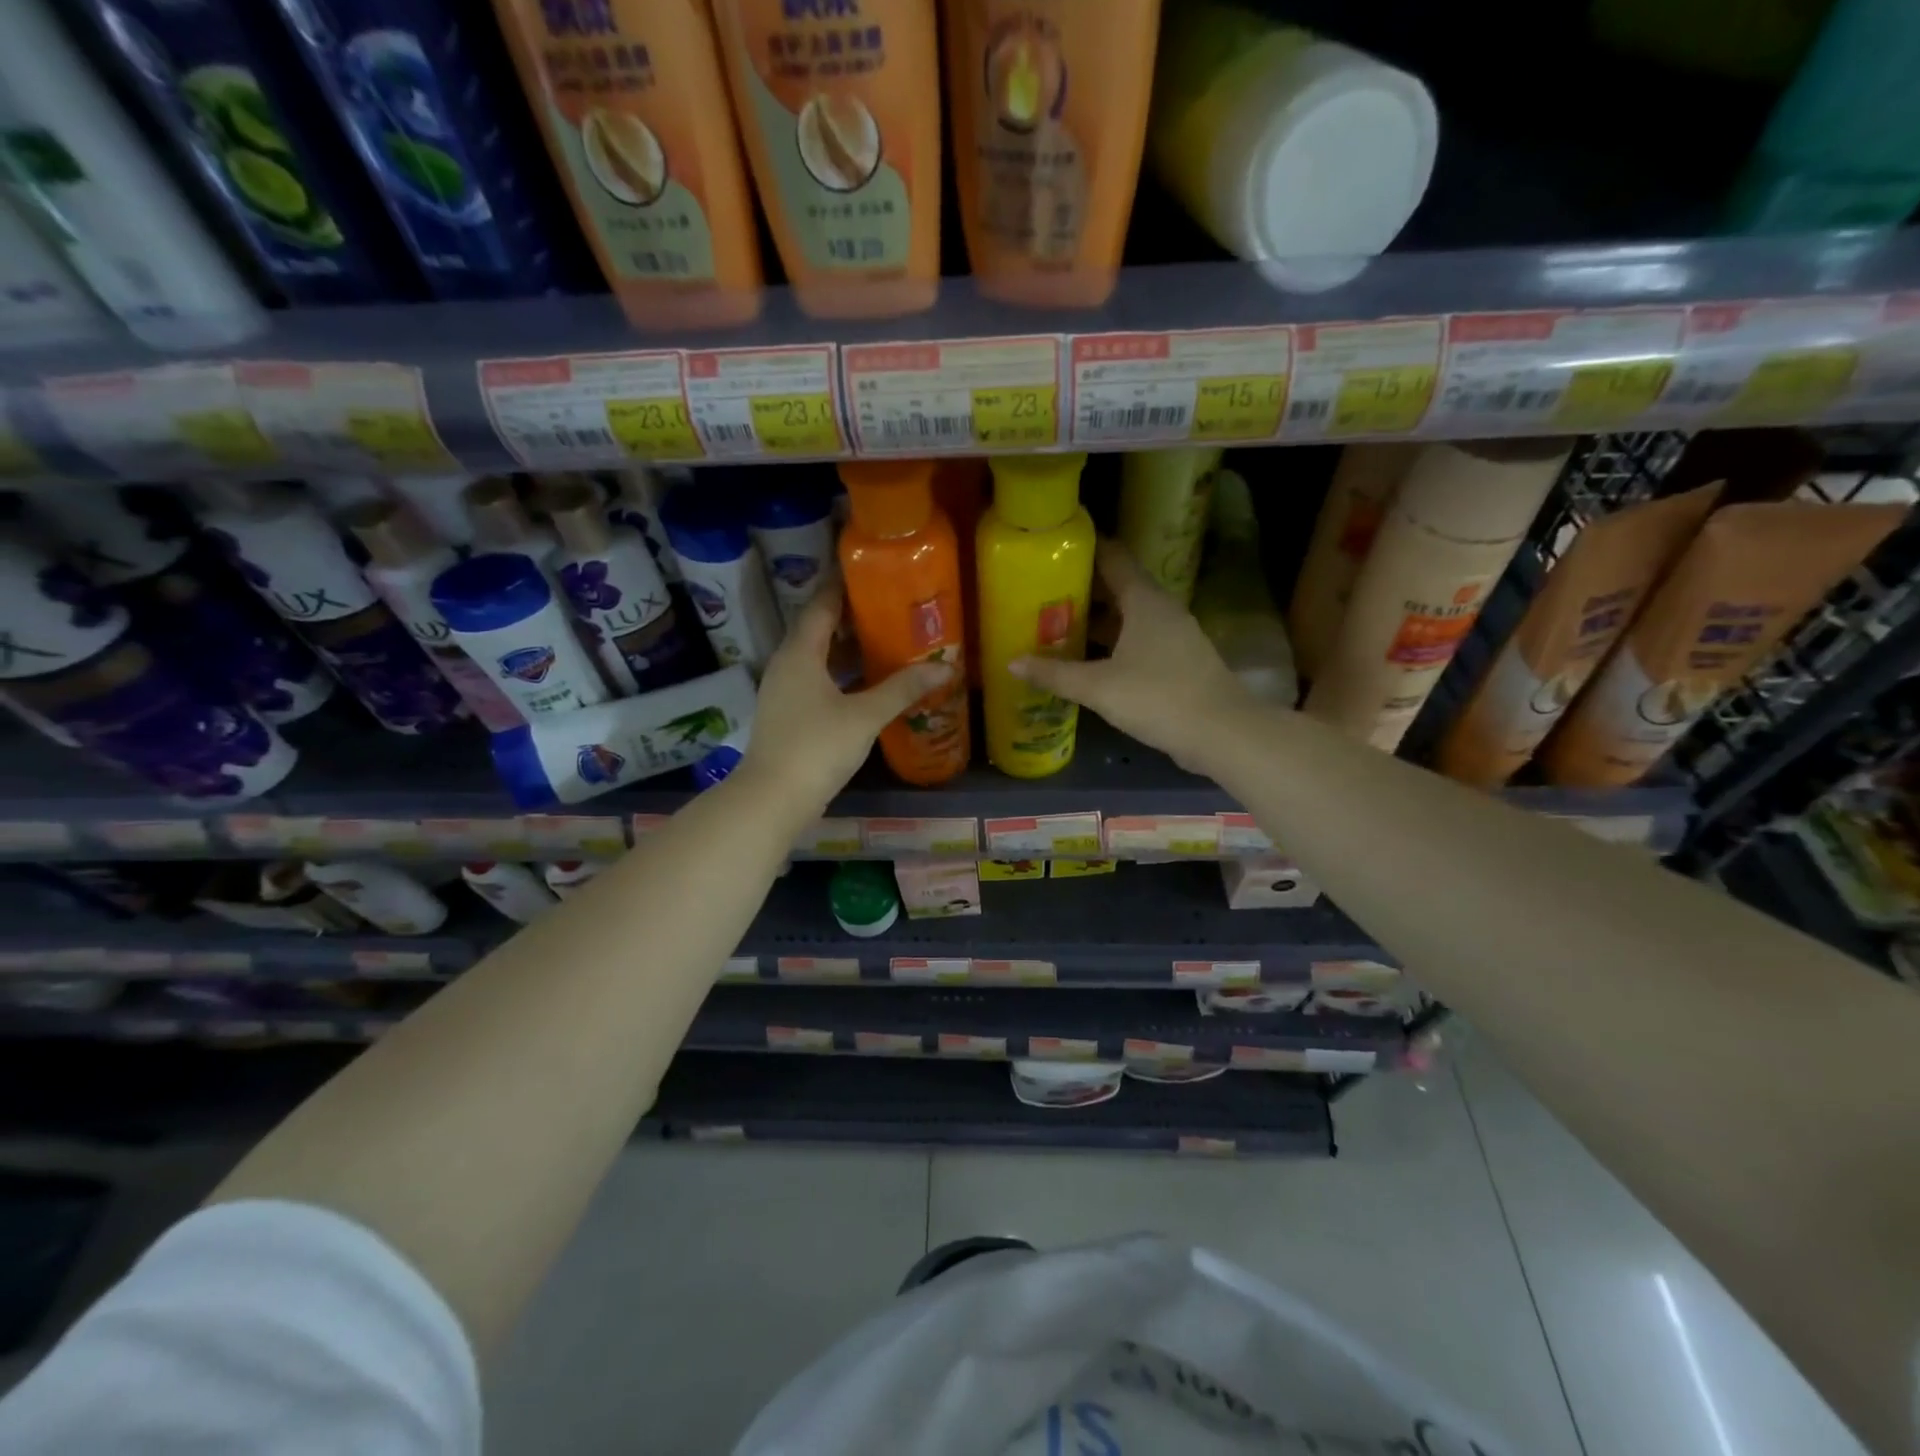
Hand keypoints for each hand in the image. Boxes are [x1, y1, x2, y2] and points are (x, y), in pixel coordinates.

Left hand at [743, 577, 952, 814]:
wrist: (773, 798)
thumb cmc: (817, 747)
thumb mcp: (865, 716)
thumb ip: (903, 689)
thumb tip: (945, 667)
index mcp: (800, 652)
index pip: (821, 604)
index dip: (843, 585)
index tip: (870, 571)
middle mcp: (786, 664)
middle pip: (818, 629)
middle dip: (850, 617)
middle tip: (888, 607)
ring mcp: (783, 691)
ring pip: (816, 657)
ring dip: (846, 648)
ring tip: (883, 641)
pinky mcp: (787, 715)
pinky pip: (815, 680)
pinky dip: (839, 674)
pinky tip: (865, 684)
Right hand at [1011, 540, 1252, 773]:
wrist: (1221, 733)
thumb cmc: (1158, 697)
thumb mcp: (1098, 687)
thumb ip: (1055, 673)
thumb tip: (1012, 663)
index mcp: (1144, 601)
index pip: (1113, 558)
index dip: (1085, 549)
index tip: (1053, 549)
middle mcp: (1162, 610)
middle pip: (1119, 587)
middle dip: (1083, 589)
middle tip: (1043, 593)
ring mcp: (1174, 636)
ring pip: (1129, 617)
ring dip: (1098, 621)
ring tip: (1058, 626)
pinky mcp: (1179, 662)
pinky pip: (1139, 641)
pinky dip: (1114, 644)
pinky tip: (1090, 661)